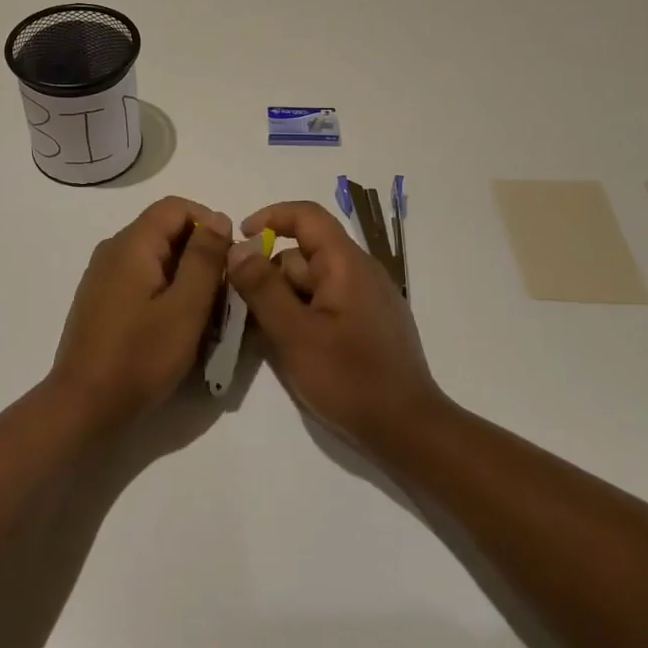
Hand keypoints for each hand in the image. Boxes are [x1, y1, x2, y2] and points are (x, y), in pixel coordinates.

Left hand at [48, 197, 231, 430]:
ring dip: (185, 276)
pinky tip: (175, 325)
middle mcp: (113, 250)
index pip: (176, 207)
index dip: (209, 223)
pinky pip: (140, 278)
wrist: (84, 405)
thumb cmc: (140, 356)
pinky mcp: (101, 299)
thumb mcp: (186, 307)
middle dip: (200, 254)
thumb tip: (218, 218)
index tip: (229, 260)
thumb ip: (204, 258)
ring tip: (204, 314)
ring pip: (155, 257)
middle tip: (223, 293)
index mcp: (132, 244)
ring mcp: (103, 275)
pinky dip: (165, 291)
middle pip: (165, 230)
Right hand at [227, 200, 445, 446]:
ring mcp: (367, 299)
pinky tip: (290, 349)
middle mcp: (360, 272)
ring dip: (283, 301)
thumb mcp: (294, 333)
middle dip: (270, 276)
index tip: (240, 239)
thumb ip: (262, 288)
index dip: (270, 217)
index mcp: (346, 263)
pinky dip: (302, 316)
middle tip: (243, 310)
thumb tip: (238, 248)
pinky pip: (326, 304)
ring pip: (311, 283)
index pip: (306, 216)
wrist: (408, 431)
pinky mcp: (369, 324)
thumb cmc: (349, 378)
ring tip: (264, 337)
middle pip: (303, 254)